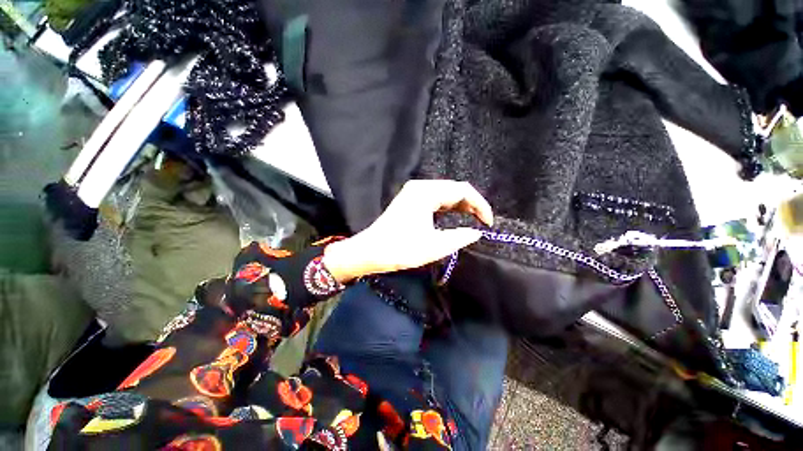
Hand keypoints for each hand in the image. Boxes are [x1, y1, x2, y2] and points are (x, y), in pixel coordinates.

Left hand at [322, 180, 493, 282]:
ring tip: (473, 219)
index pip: (462, 190)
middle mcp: (420, 187)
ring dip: (460, 206)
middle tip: (482, 222)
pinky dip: (448, 208)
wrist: (370, 252)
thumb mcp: (434, 246)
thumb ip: (460, 237)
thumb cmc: (401, 249)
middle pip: (454, 189)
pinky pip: (436, 199)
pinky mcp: (410, 200)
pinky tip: (455, 217)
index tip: (489, 223)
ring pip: (445, 194)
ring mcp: (414, 192)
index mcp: (426, 192)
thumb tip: (476, 232)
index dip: (480, 205)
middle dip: (471, 204)